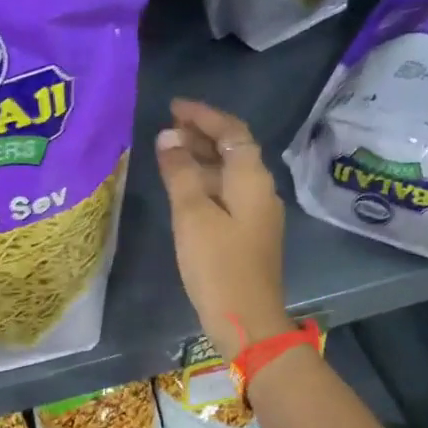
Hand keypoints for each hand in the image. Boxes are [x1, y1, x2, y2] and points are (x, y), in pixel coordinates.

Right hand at [154, 98, 290, 361]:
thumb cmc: (218, 267)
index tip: (173, 107)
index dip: (203, 116)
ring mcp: (257, 215)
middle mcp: (260, 190)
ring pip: (229, 174)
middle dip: (201, 135)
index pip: (231, 132)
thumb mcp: (192, 216)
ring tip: (168, 155)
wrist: (247, 321)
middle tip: (166, 128)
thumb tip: (169, 138)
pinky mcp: (249, 235)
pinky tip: (183, 191)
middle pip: (233, 150)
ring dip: (202, 160)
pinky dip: (205, 184)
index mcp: (252, 179)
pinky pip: (226, 196)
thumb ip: (180, 174)